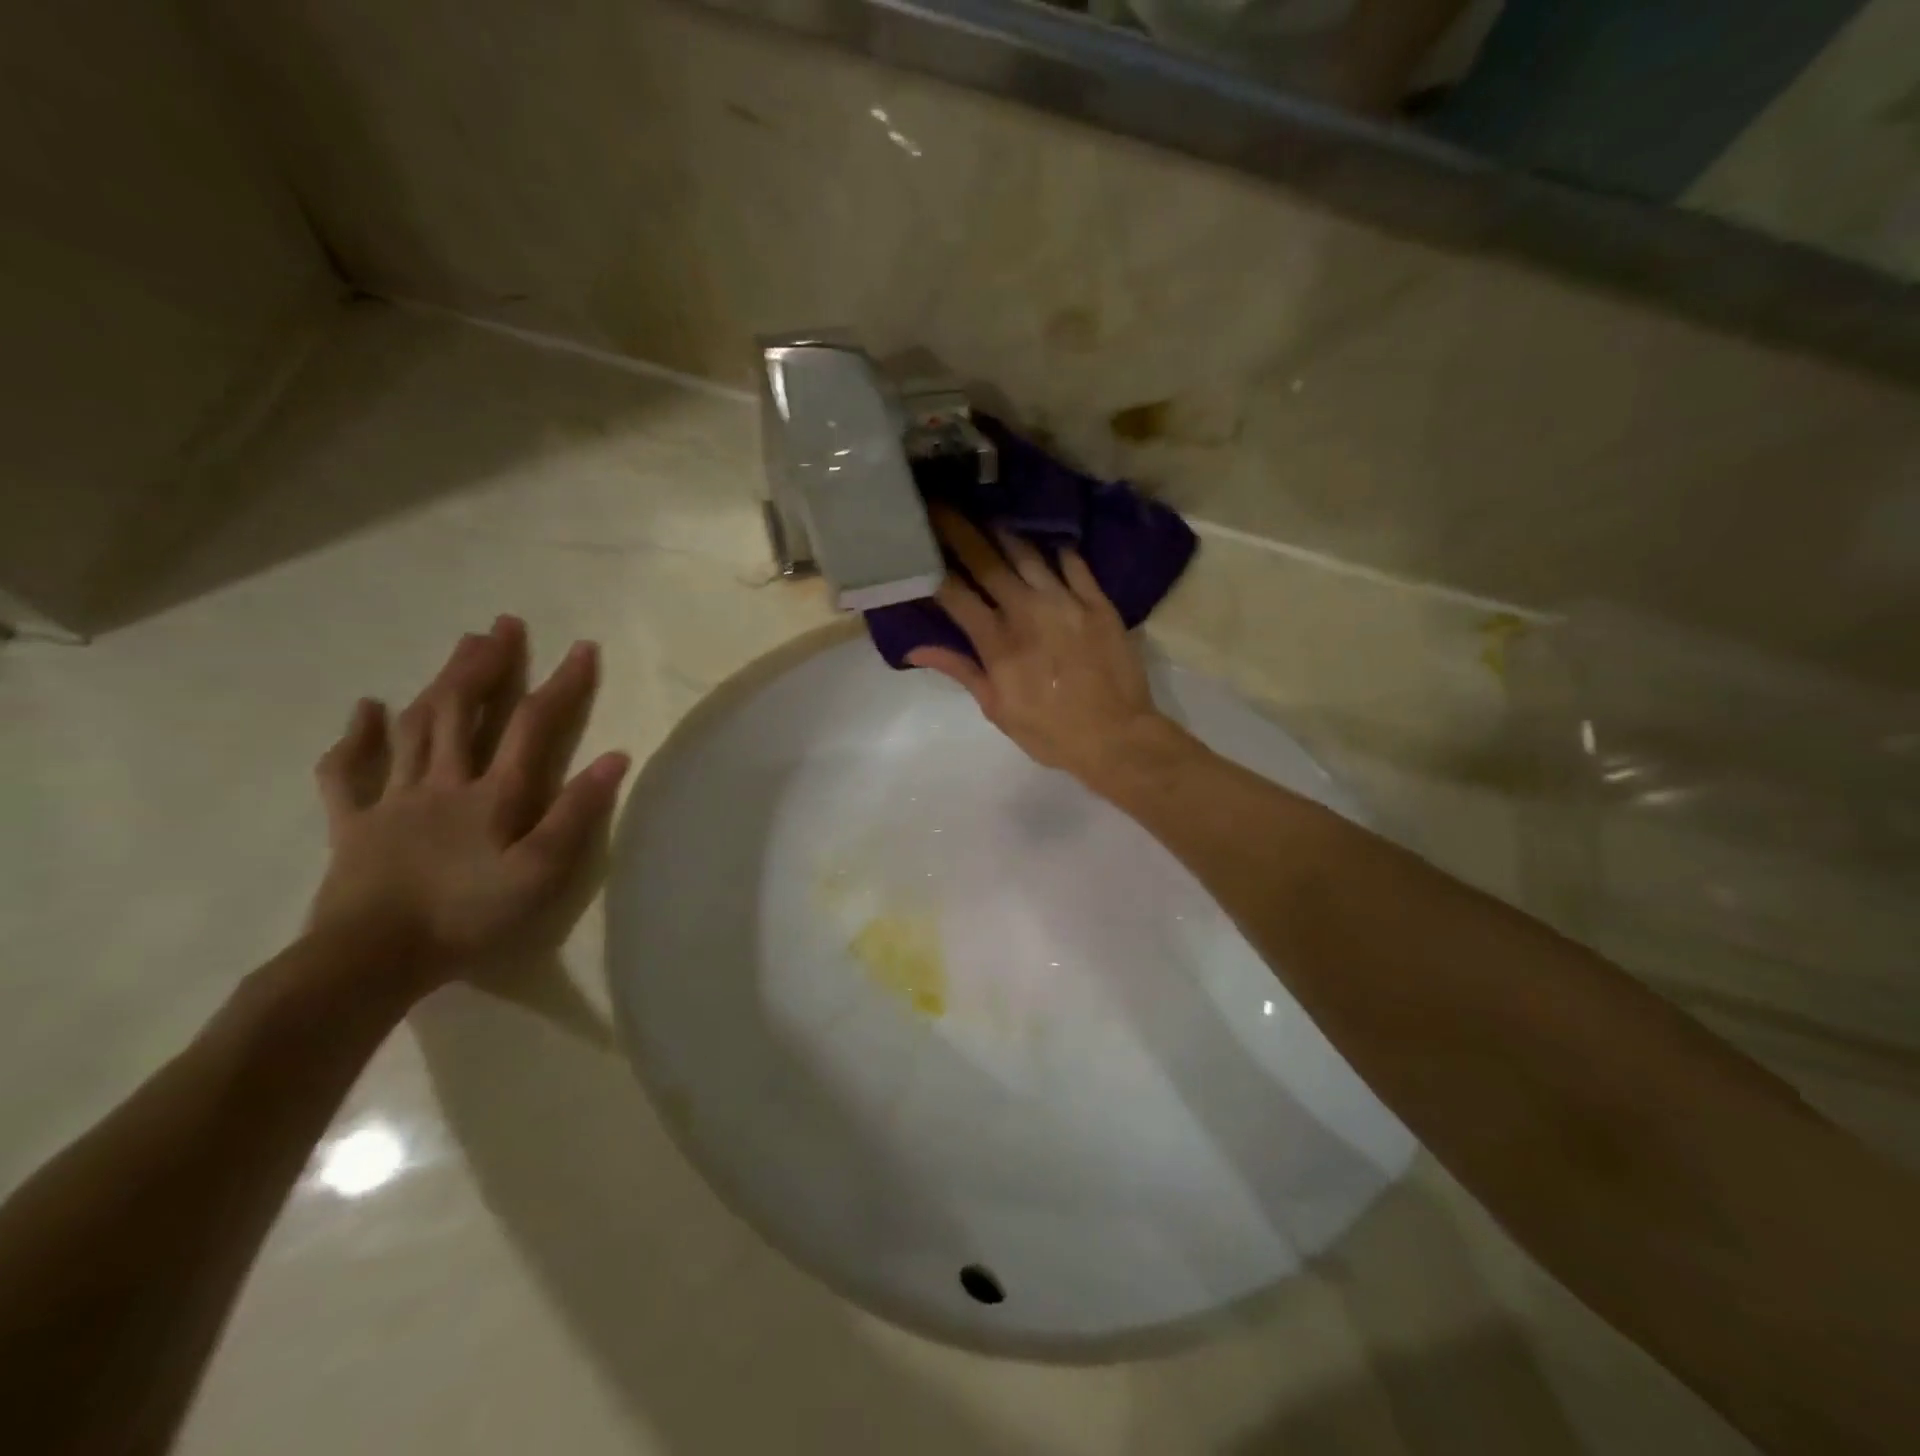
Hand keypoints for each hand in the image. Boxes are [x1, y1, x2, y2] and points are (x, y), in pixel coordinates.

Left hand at [308, 616, 629, 993]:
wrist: (369, 960)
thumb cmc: (467, 917)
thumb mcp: (542, 872)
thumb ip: (576, 813)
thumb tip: (615, 757)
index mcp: (493, 794)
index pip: (533, 725)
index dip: (561, 684)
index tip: (582, 647)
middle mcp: (443, 782)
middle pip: (464, 710)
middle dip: (487, 665)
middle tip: (502, 626)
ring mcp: (392, 799)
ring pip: (415, 727)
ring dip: (439, 683)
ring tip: (459, 648)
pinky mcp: (353, 823)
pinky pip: (347, 771)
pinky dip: (357, 737)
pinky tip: (366, 710)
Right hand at [908, 507, 1182, 786]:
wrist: (1117, 737)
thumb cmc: (1050, 732)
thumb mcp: (997, 709)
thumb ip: (960, 670)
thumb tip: (915, 648)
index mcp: (997, 642)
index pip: (954, 593)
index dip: (932, 564)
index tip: (917, 540)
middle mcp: (1027, 611)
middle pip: (986, 561)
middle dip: (959, 530)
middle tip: (942, 504)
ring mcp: (1066, 601)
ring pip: (1027, 553)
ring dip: (1003, 531)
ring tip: (987, 512)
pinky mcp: (1097, 601)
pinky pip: (1073, 562)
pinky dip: (1055, 548)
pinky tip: (1044, 536)